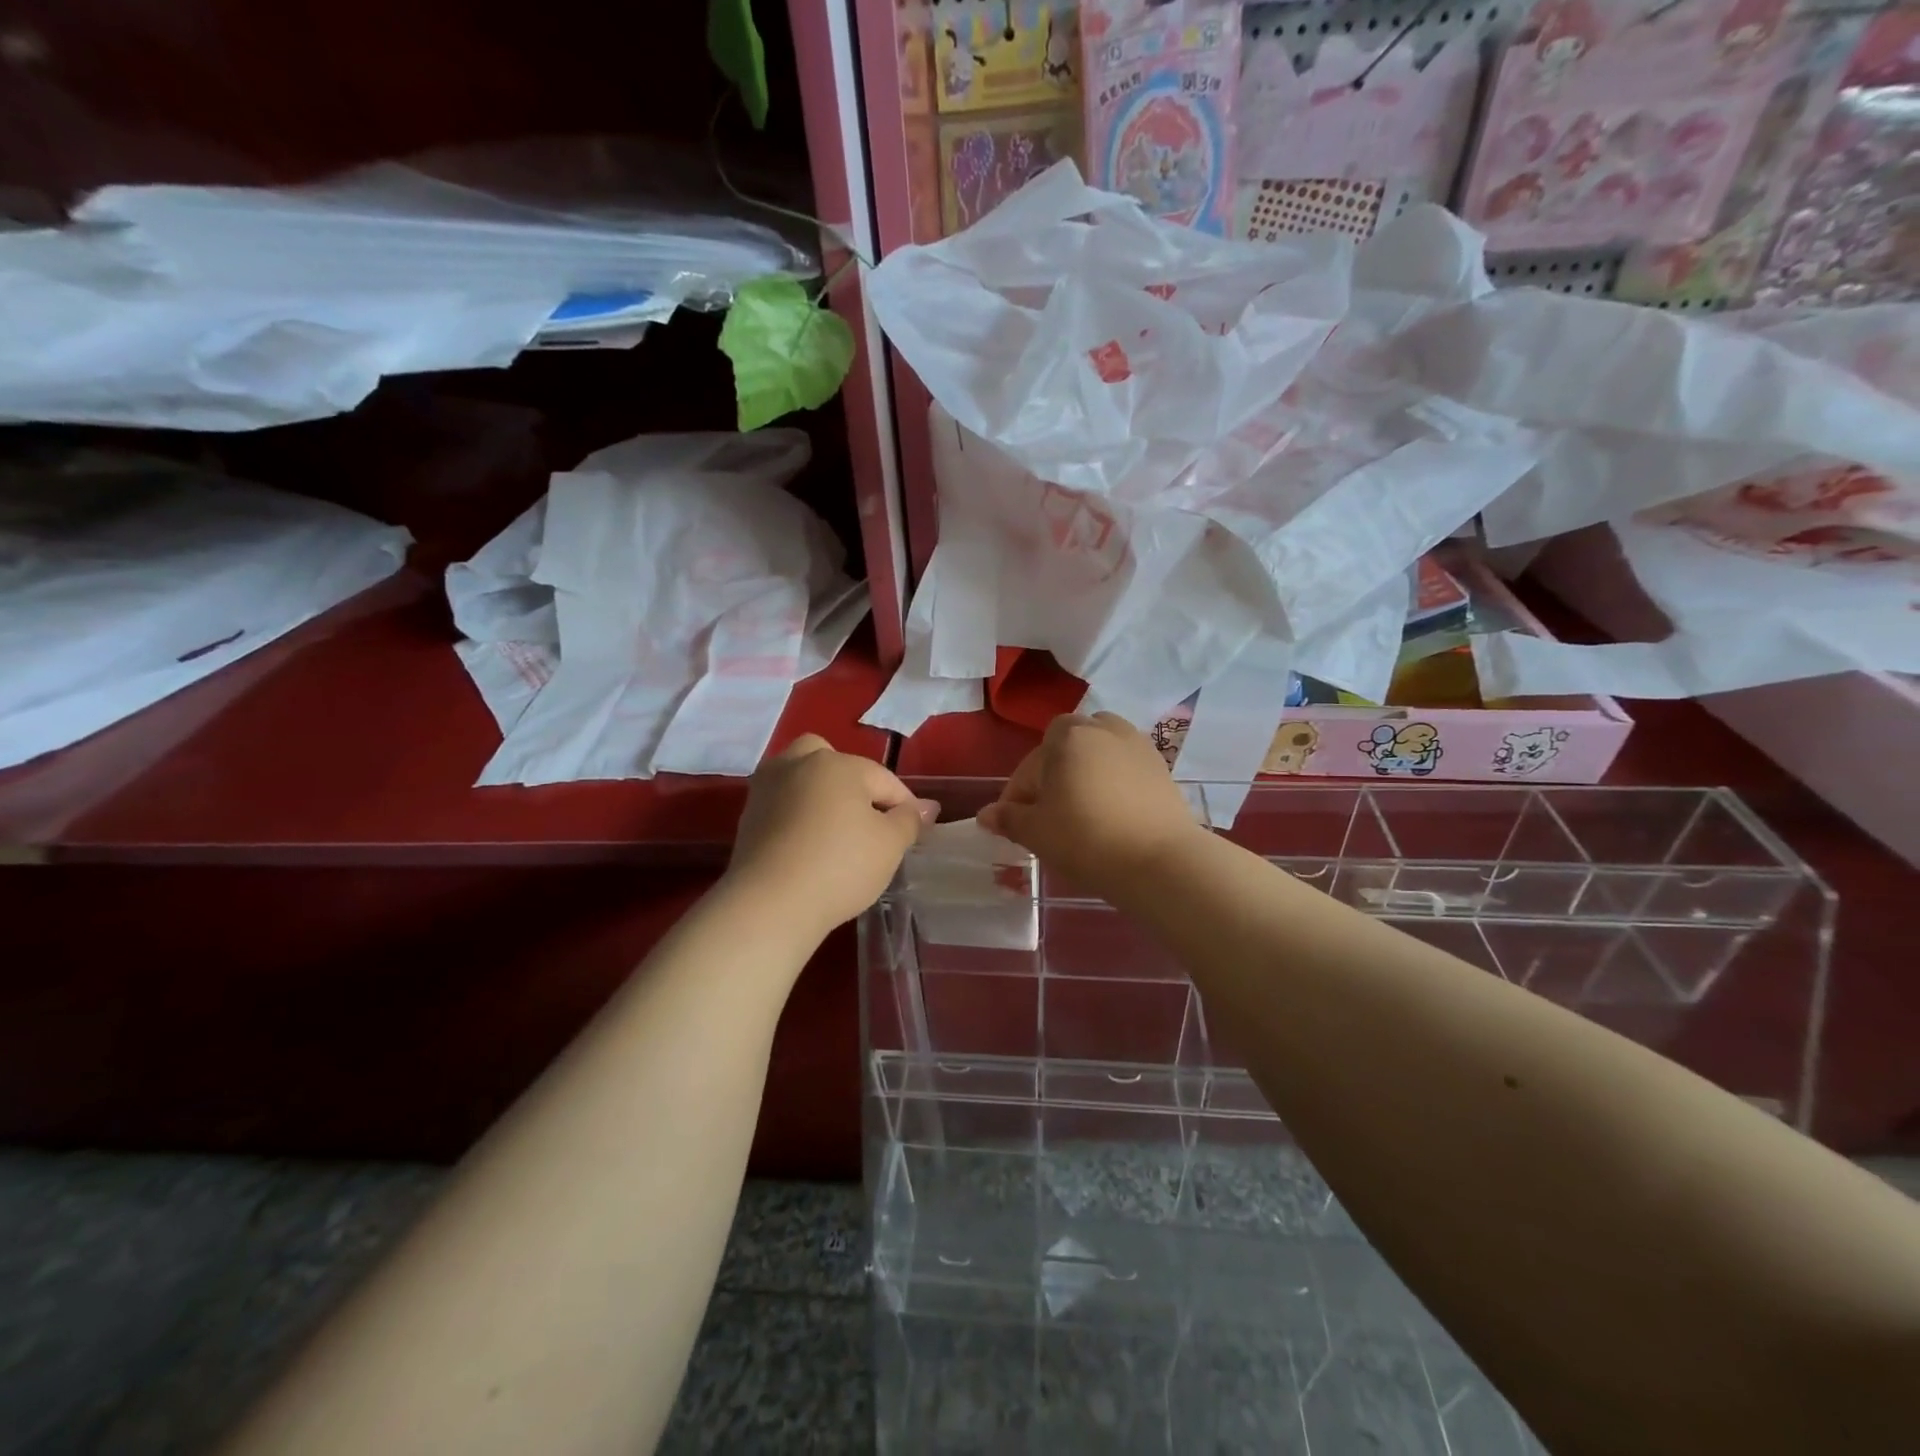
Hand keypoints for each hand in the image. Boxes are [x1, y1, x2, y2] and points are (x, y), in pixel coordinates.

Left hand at [727, 736, 934, 935]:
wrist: (770, 903)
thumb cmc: (840, 866)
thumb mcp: (890, 844)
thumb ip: (909, 820)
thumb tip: (925, 807)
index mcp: (838, 763)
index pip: (883, 778)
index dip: (905, 804)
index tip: (916, 831)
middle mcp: (798, 763)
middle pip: (832, 761)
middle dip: (852, 782)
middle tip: (867, 817)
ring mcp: (767, 788)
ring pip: (801, 778)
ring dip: (820, 795)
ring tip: (837, 830)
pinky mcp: (747, 817)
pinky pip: (782, 804)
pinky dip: (797, 815)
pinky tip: (809, 844)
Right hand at [978, 713, 1202, 900]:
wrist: (1159, 861)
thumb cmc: (1086, 839)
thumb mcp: (1036, 832)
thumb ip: (1008, 818)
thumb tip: (986, 815)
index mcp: (1067, 736)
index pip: (1030, 764)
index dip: (1019, 795)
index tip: (1017, 823)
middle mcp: (1103, 729)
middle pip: (1066, 749)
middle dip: (1053, 776)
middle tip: (1050, 814)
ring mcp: (1136, 745)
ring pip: (1098, 753)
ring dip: (1085, 773)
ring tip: (1081, 810)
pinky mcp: (1160, 766)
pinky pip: (1124, 767)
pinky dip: (1113, 782)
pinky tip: (1112, 814)